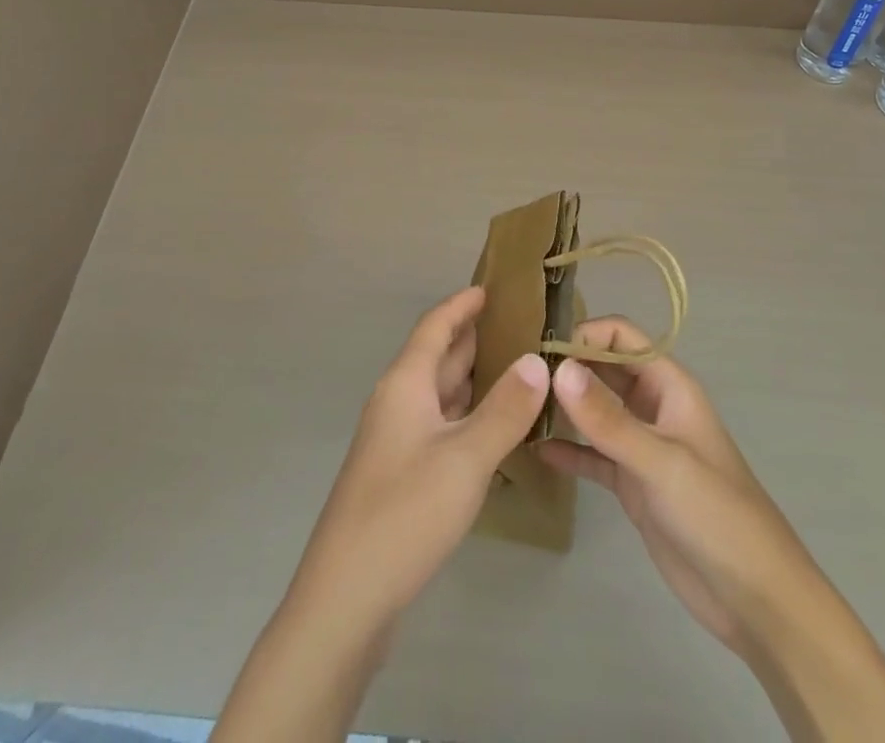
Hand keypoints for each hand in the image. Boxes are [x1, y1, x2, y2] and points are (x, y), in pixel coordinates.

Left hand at [217, 287, 549, 742]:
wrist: (345, 598)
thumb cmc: (404, 513)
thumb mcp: (465, 458)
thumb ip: (505, 409)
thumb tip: (539, 360)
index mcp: (405, 384)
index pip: (435, 326)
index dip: (462, 304)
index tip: (494, 287)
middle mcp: (398, 402)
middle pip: (439, 357)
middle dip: (477, 338)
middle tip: (525, 326)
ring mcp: (397, 440)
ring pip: (441, 394)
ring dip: (476, 378)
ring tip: (521, 369)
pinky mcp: (401, 473)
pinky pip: (441, 425)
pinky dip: (469, 415)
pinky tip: (497, 428)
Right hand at [538, 315, 801, 655]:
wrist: (756, 599)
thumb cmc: (716, 514)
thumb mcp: (660, 461)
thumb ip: (608, 418)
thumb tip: (558, 368)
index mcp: (668, 385)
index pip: (621, 337)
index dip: (584, 335)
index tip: (541, 353)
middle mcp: (652, 406)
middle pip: (603, 369)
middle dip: (566, 368)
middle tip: (518, 377)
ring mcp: (641, 445)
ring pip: (594, 411)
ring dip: (563, 407)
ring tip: (517, 408)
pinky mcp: (631, 483)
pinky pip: (592, 455)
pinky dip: (568, 451)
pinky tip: (535, 452)